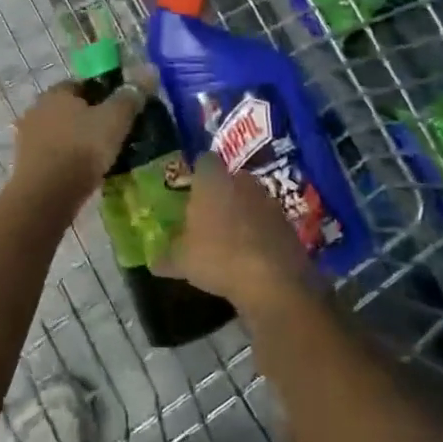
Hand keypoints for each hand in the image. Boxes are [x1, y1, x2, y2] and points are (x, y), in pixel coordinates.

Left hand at [11, 78, 144, 204]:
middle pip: (72, 109)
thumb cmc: (82, 149)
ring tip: (103, 158)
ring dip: (79, 141)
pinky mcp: (27, 164)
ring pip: (63, 133)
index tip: (122, 112)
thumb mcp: (115, 119)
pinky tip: (84, 173)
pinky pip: (55, 155)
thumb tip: (150, 69)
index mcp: (56, 92)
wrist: (46, 196)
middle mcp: (38, 109)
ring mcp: (29, 137)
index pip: (83, 84)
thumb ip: (131, 95)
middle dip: (91, 119)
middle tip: (115, 136)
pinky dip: (68, 160)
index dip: (105, 95)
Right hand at [156, 154, 311, 311]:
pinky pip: (268, 222)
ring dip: (242, 213)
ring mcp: (269, 201)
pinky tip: (251, 256)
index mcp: (213, 180)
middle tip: (208, 217)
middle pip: (230, 179)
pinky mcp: (288, 223)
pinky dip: (260, 233)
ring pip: (251, 199)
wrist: (274, 281)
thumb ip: (167, 257)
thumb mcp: (182, 261)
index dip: (197, 173)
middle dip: (220, 194)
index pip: (204, 161)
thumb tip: (153, 261)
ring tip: (230, 240)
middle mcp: (243, 182)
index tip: (191, 191)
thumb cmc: (218, 257)